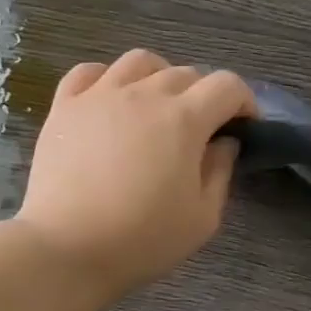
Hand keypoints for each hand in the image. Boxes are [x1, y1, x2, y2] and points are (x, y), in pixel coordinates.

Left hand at [17, 50, 254, 299]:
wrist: (67, 249)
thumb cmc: (142, 239)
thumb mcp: (202, 218)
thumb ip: (220, 172)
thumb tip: (223, 143)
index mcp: (184, 119)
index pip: (227, 86)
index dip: (244, 101)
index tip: (245, 126)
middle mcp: (143, 94)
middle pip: (185, 73)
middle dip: (204, 95)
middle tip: (202, 129)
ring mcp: (99, 95)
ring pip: (139, 62)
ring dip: (159, 76)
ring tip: (157, 105)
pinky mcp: (64, 107)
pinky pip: (88, 72)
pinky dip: (107, 78)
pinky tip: (110, 100)